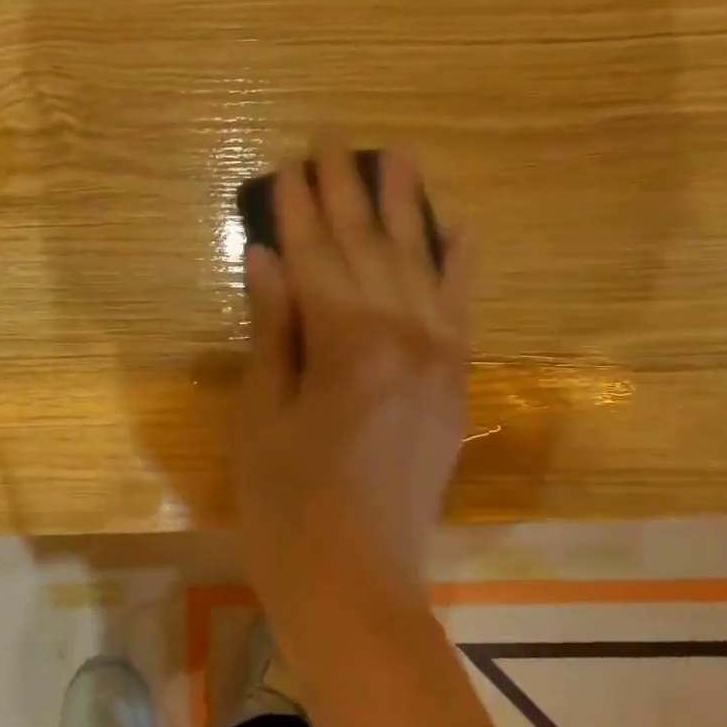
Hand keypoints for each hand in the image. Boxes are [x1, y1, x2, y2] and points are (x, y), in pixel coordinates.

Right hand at [235, 140, 471, 623]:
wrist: (358, 590)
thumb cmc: (287, 510)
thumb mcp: (262, 419)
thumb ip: (272, 330)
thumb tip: (267, 257)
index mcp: (347, 346)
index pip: (315, 258)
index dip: (296, 210)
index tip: (288, 163)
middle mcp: (404, 338)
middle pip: (369, 249)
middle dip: (347, 191)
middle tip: (334, 137)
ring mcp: (440, 360)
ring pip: (420, 266)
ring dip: (408, 209)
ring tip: (400, 156)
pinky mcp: (456, 385)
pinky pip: (464, 311)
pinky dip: (463, 267)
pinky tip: (463, 227)